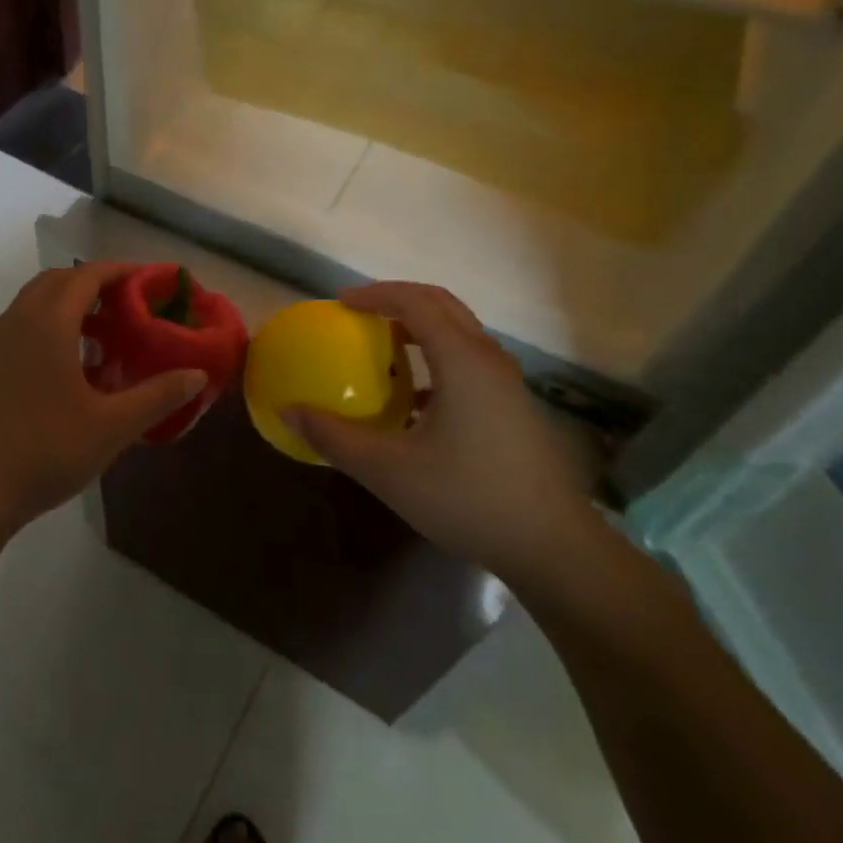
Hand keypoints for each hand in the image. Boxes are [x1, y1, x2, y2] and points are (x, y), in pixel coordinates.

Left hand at [0, 262, 208, 548]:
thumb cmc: (43, 451)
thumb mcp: (111, 426)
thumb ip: (157, 395)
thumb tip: (197, 374)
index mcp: (48, 322)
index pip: (87, 275)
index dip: (121, 271)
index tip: (151, 280)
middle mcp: (18, 320)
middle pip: (59, 281)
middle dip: (95, 284)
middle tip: (129, 306)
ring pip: (36, 303)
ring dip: (70, 307)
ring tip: (104, 337)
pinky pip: (21, 326)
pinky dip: (49, 327)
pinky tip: (68, 369)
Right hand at [284, 281, 597, 579]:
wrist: (554, 548)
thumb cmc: (468, 498)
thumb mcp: (388, 470)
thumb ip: (334, 437)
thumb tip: (288, 412)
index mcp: (461, 360)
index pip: (415, 301)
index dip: (374, 294)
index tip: (340, 304)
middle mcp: (487, 358)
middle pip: (441, 305)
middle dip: (397, 299)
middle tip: (358, 314)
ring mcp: (506, 383)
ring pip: (459, 331)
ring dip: (419, 327)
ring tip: (382, 348)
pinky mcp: (513, 406)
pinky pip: (469, 359)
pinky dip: (436, 356)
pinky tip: (415, 400)